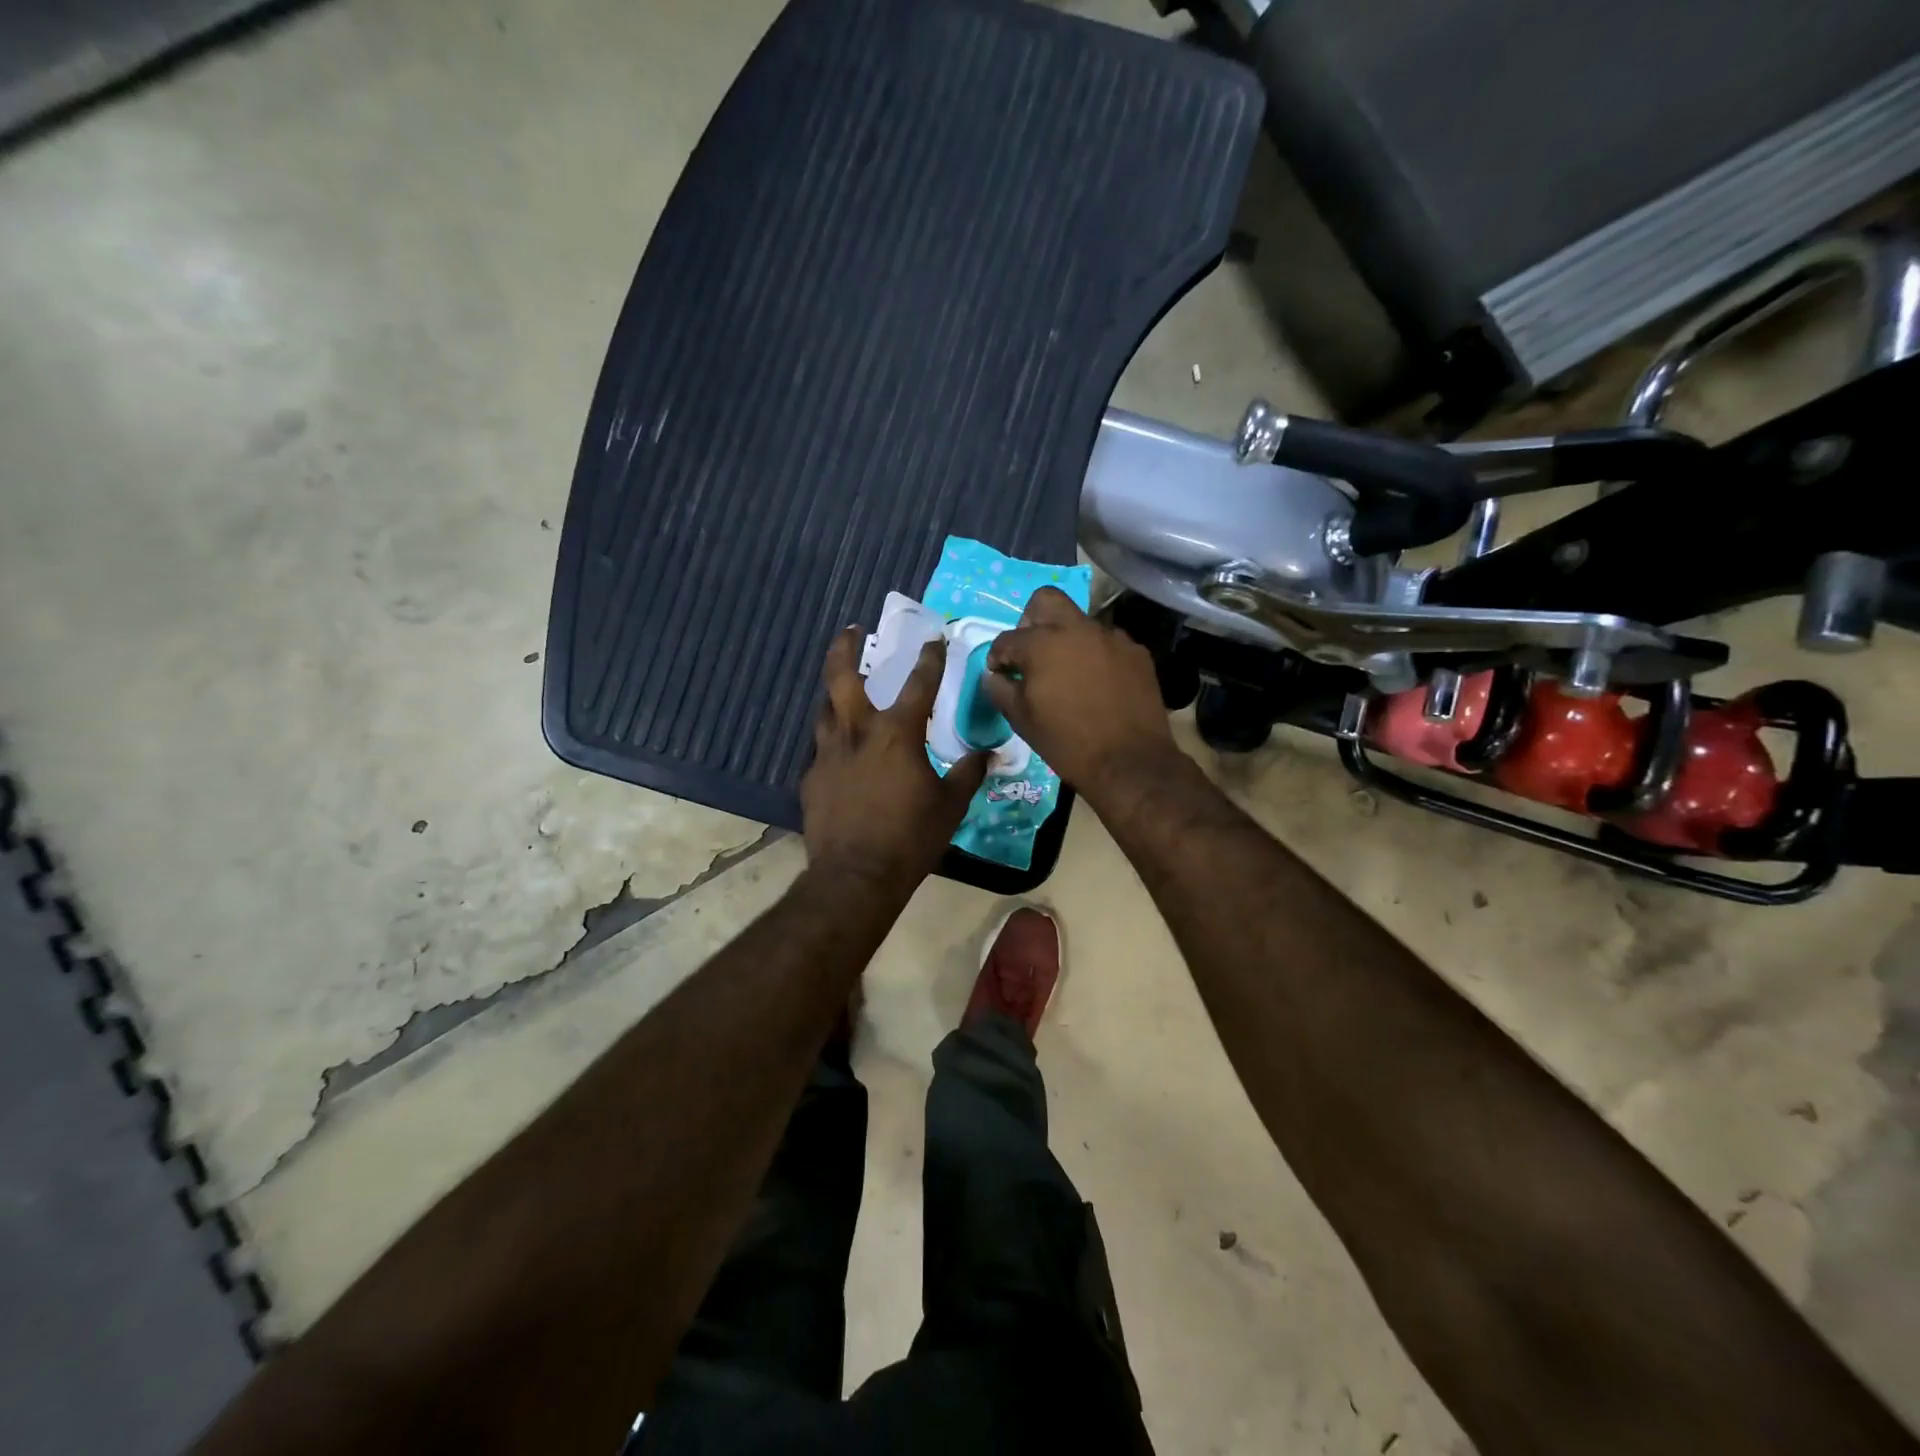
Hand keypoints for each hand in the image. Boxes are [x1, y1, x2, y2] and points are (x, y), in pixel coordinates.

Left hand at [802, 629, 987, 896]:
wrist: (856, 877)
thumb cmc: (910, 838)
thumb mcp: (950, 806)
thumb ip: (967, 774)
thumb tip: (987, 754)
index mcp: (896, 734)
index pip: (918, 684)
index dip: (929, 659)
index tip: (934, 639)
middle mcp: (857, 733)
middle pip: (842, 677)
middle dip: (845, 648)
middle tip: (851, 630)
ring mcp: (828, 755)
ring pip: (825, 709)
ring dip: (834, 693)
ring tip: (842, 689)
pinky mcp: (811, 779)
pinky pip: (821, 749)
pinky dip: (833, 741)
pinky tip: (840, 754)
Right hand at [984, 589, 1179, 803]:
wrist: (1129, 762)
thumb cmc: (1067, 743)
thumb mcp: (1022, 720)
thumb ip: (1000, 690)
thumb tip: (994, 676)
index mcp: (1042, 643)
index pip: (1007, 639)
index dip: (998, 657)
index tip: (1000, 674)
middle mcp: (1077, 629)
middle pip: (1046, 600)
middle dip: (1031, 620)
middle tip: (1032, 651)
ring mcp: (1111, 637)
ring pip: (1081, 623)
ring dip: (1068, 640)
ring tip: (1069, 673)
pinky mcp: (1137, 652)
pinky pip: (1108, 643)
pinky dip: (1096, 656)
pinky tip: (1098, 684)